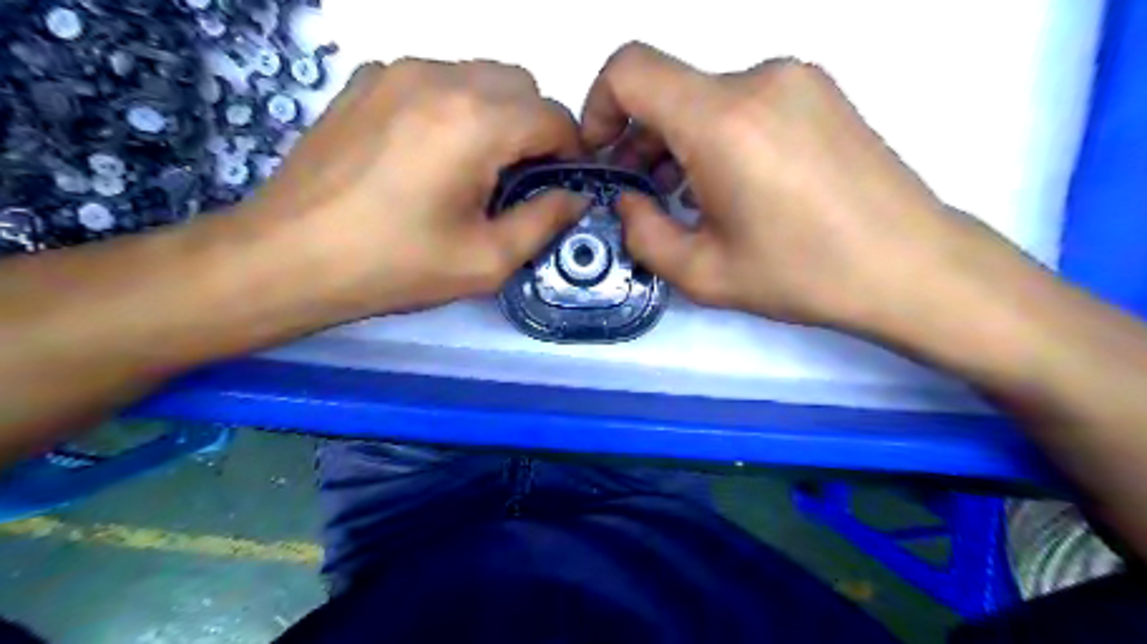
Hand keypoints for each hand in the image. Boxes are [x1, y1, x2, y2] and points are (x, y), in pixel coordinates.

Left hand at [240, 58, 582, 313]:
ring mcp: (396, 72)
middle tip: (515, 181)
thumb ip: (545, 222)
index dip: (569, 152)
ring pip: (478, 76)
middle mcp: (440, 78)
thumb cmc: (395, 266)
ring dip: (495, 116)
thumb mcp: (486, 260)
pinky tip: (427, 154)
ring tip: (470, 169)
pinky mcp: (366, 81)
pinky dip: (452, 108)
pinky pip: (434, 80)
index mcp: (476, 122)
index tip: (557, 187)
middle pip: (520, 85)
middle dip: (534, 129)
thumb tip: (576, 197)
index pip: (554, 116)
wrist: (287, 257)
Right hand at [579, 40, 1001, 331]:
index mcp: (722, 121)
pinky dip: (717, 135)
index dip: (599, 106)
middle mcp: (757, 80)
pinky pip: (743, 100)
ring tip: (687, 196)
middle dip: (639, 137)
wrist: (911, 265)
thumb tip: (628, 201)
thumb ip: (643, 234)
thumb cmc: (803, 274)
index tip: (604, 155)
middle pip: (668, 88)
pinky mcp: (819, 92)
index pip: (630, 69)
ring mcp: (795, 79)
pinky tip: (733, 185)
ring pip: (705, 96)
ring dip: (679, 140)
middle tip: (642, 194)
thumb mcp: (703, 273)